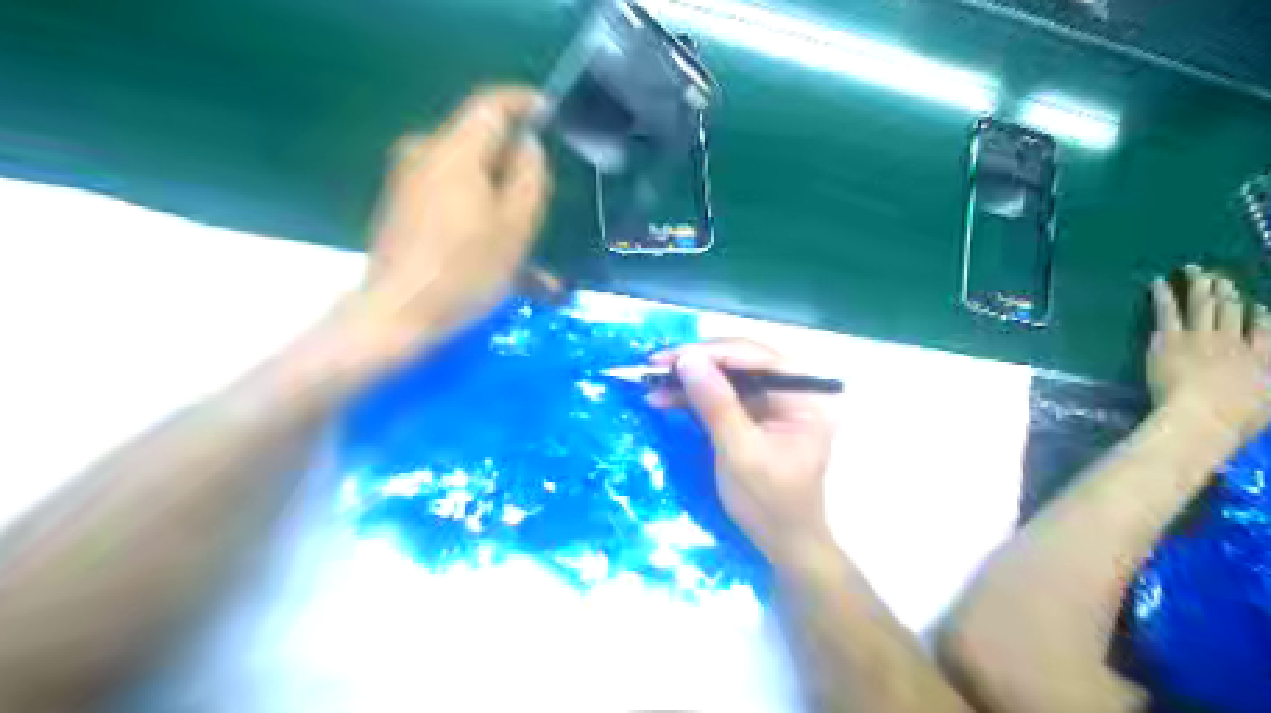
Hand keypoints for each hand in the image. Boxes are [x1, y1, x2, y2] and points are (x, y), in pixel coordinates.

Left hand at [346, 87, 553, 356]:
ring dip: (502, 210)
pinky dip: (480, 225)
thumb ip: (529, 176)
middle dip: (515, 171)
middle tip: (543, 205)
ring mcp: (408, 183)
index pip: (492, 104)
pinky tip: (501, 265)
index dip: (525, 103)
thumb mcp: (515, 226)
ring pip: (470, 182)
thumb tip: (527, 144)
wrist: (396, 316)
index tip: (551, 114)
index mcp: (454, 150)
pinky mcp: (402, 210)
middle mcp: (424, 154)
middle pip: (481, 145)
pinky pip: (452, 204)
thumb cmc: (464, 271)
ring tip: (532, 257)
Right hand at [650, 340, 841, 566]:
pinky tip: (664, 397)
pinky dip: (694, 397)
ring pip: (728, 375)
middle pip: (741, 360)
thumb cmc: (769, 502)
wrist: (782, 542)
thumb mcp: (740, 453)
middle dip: (697, 362)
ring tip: (651, 381)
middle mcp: (794, 389)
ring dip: (690, 378)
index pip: (757, 357)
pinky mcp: (755, 414)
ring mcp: (774, 401)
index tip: (669, 357)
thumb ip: (717, 404)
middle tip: (655, 365)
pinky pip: (723, 395)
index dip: (711, 352)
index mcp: (806, 395)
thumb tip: (688, 359)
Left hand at [1149, 264, 1270, 440]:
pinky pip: (1168, 311)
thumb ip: (1268, 386)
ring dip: (1199, 284)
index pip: (1263, 330)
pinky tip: (1159, 282)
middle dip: (1226, 290)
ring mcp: (1202, 337)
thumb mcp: (1270, 404)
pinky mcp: (1172, 339)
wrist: (1203, 415)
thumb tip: (1266, 379)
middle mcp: (1234, 342)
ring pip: (1203, 304)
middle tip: (1218, 276)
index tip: (1254, 305)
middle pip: (1232, 310)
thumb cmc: (1236, 419)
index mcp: (1262, 358)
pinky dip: (1164, 295)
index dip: (1257, 315)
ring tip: (1194, 270)